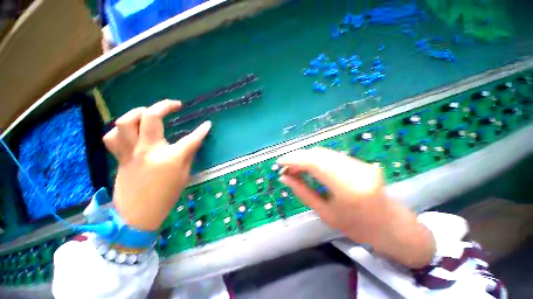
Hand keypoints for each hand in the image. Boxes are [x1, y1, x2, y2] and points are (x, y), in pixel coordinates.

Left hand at [103, 100, 210, 230]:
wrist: (136, 216)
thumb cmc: (165, 197)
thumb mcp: (184, 176)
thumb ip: (188, 155)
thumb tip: (193, 141)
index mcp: (170, 158)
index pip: (191, 139)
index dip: (202, 130)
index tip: (208, 124)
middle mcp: (148, 150)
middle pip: (152, 117)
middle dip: (165, 106)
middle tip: (175, 105)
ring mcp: (130, 152)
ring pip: (125, 122)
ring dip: (138, 113)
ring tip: (148, 114)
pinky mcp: (120, 157)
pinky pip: (112, 137)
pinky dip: (120, 130)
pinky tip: (130, 132)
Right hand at [277, 147, 434, 267]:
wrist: (393, 226)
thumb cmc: (358, 228)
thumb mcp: (325, 214)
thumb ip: (302, 192)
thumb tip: (284, 178)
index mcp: (348, 188)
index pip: (314, 163)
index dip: (294, 159)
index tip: (279, 162)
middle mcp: (355, 170)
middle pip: (318, 154)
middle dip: (297, 157)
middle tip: (285, 166)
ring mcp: (359, 163)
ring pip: (323, 152)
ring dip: (305, 157)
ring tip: (294, 167)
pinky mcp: (359, 161)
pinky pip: (331, 155)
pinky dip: (315, 158)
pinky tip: (308, 165)